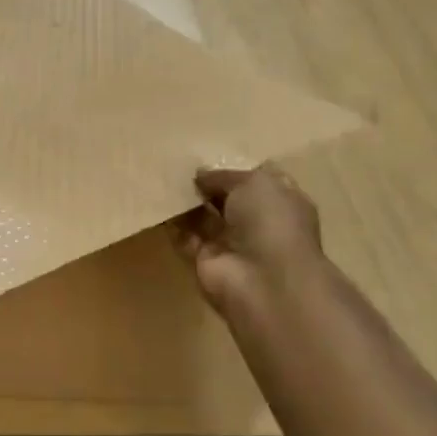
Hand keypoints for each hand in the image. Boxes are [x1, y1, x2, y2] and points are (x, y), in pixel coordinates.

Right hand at [175, 164, 326, 326]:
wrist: (265, 281)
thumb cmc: (271, 223)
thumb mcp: (254, 182)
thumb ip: (225, 176)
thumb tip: (201, 176)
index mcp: (281, 203)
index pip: (256, 181)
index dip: (234, 167)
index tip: (207, 153)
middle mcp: (258, 224)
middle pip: (227, 199)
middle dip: (205, 184)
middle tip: (178, 164)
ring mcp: (232, 245)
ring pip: (204, 218)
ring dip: (186, 202)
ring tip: (162, 177)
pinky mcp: (205, 262)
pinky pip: (184, 237)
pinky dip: (170, 223)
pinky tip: (156, 202)